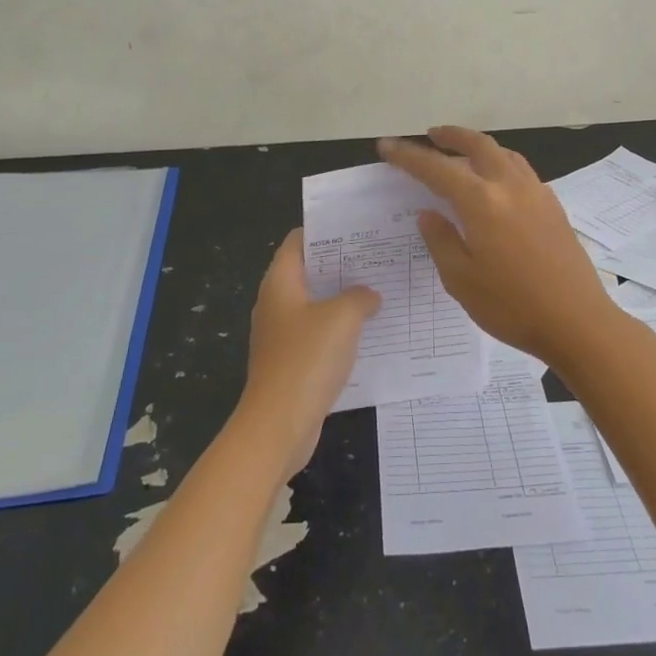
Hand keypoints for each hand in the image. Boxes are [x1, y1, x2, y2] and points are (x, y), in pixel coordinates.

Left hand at [237, 228, 379, 477]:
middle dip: (341, 265)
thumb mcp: (342, 318)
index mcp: (280, 283)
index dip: (325, 231)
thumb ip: (360, 297)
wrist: (278, 426)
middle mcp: (276, 304)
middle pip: (309, 272)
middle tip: (378, 258)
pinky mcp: (290, 363)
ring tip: (380, 290)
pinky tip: (368, 333)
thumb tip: (368, 295)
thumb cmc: (306, 360)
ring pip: (315, 305)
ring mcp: (281, 335)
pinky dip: (339, 330)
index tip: (358, 229)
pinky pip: (317, 335)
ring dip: (343, 299)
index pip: (298, 241)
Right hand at [378, 126, 617, 366]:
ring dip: (479, 146)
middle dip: (451, 136)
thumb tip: (429, 214)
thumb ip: (441, 240)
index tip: (387, 147)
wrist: (578, 322)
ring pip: (504, 153)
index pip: (436, 169)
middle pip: (478, 145)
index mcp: (482, 202)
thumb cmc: (512, 306)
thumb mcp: (461, 280)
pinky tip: (497, 183)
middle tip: (431, 135)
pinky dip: (501, 163)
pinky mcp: (553, 206)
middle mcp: (510, 187)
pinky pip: (521, 170)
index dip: (408, 157)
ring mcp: (537, 193)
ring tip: (462, 154)